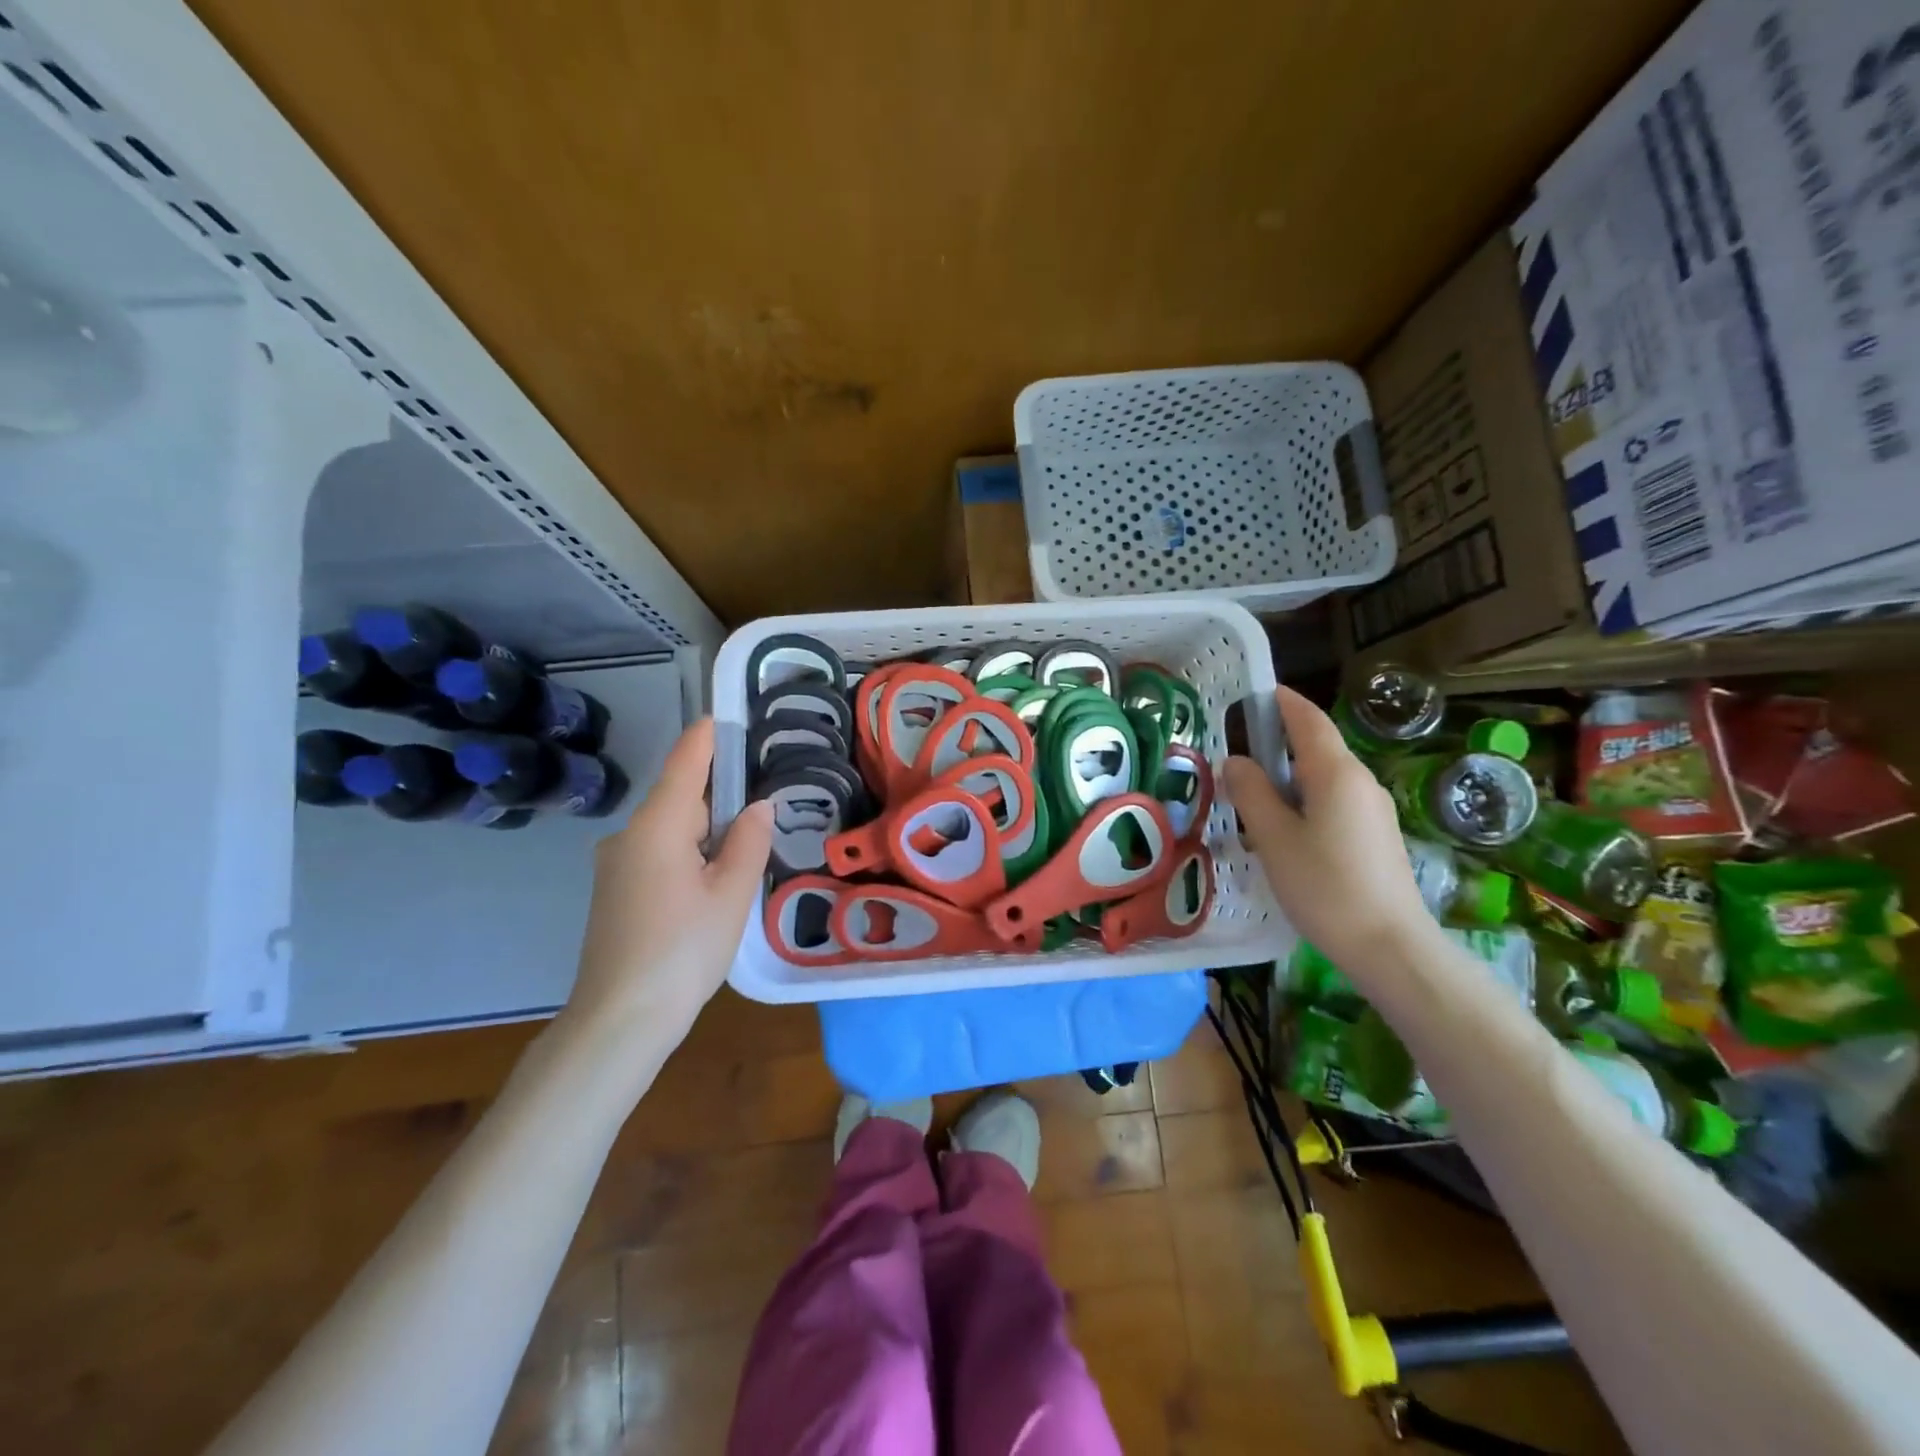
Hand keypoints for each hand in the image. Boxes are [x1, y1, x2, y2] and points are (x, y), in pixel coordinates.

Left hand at [562, 719, 772, 1048]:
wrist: (619, 1019)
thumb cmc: (683, 950)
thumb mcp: (731, 894)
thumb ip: (749, 842)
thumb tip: (759, 806)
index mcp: (657, 826)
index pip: (685, 763)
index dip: (706, 737)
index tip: (727, 715)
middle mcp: (628, 836)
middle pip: (679, 798)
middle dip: (719, 794)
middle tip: (764, 793)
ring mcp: (616, 866)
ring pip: (670, 829)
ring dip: (706, 829)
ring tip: (749, 839)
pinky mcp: (615, 892)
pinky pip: (657, 853)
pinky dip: (688, 852)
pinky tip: (714, 877)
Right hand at [1223, 687, 1434, 978]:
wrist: (1390, 946)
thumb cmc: (1325, 886)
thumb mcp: (1274, 838)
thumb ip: (1251, 793)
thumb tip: (1236, 761)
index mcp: (1336, 773)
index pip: (1307, 719)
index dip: (1281, 701)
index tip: (1254, 692)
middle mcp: (1360, 782)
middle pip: (1316, 748)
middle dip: (1277, 743)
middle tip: (1235, 754)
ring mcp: (1372, 810)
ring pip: (1322, 779)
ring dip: (1287, 779)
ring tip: (1250, 798)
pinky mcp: (1375, 837)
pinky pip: (1333, 803)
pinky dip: (1303, 802)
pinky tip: (1282, 832)